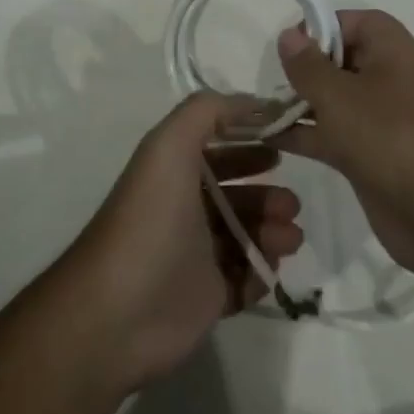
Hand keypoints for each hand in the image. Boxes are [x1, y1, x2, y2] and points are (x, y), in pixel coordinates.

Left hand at [59, 93, 303, 390]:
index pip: (215, 147)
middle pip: (236, 192)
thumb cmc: (150, 220)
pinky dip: (262, 271)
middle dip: (267, 192)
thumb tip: (253, 102)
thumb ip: (207, 111)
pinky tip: (268, 269)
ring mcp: (196, 254)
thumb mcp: (169, 147)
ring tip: (289, 236)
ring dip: (273, 231)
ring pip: (247, 235)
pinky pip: (247, 278)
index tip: (284, 142)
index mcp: (172, 172)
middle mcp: (184, 208)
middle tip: (291, 202)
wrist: (122, 311)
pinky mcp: (208, 296)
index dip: (247, 140)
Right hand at [274, 10, 413, 278]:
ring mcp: (381, 120)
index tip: (288, 44)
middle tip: (270, 81)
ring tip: (257, 110)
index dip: (321, 26)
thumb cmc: (390, 138)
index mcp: (392, 51)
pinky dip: (305, 134)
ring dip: (299, 104)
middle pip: (341, 61)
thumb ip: (308, 66)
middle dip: (305, 68)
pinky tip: (268, 139)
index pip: (354, 22)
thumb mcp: (340, 96)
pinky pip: (333, 135)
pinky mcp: (372, 156)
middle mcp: (389, 79)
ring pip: (334, 101)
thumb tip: (290, 35)